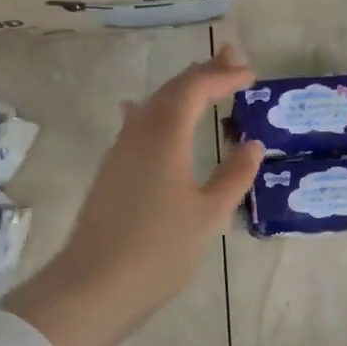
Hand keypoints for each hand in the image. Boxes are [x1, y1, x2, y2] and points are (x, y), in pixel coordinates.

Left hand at [0, 45, 264, 345]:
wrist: (94, 285)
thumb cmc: (159, 250)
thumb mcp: (209, 214)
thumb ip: (233, 176)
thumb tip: (252, 144)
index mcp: (165, 135)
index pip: (195, 89)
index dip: (223, 76)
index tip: (250, 74)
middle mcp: (138, 132)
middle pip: (171, 89)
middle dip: (202, 73)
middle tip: (231, 60)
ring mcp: (120, 151)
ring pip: (152, 105)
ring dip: (180, 91)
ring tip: (205, 84)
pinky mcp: (111, 171)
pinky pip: (137, 125)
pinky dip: (158, 111)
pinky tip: (153, 115)